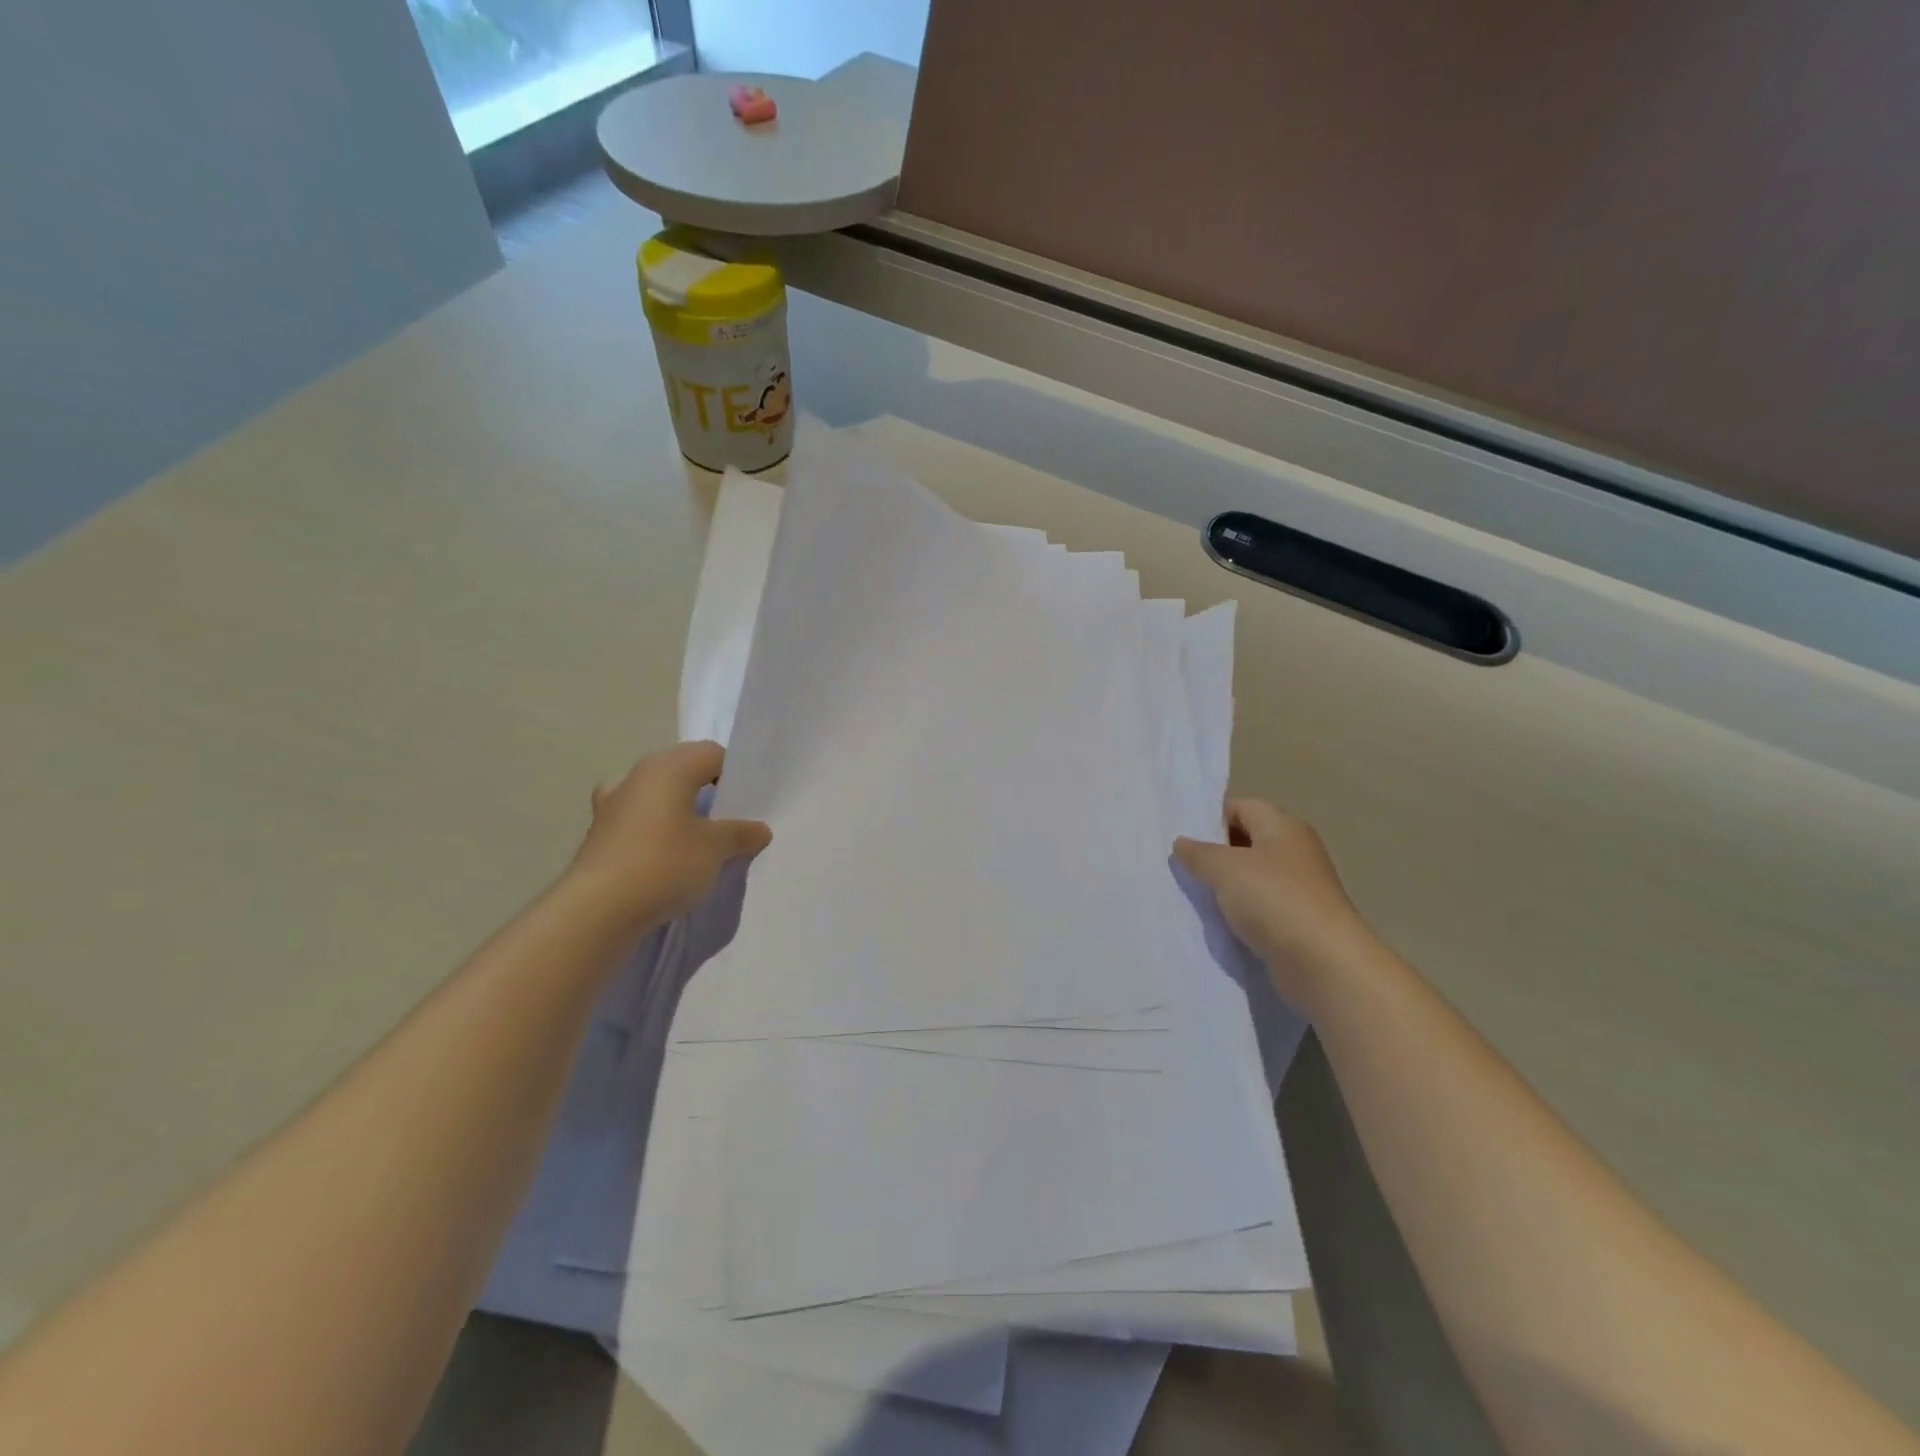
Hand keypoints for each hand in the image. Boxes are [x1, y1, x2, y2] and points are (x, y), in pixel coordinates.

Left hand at [569, 741, 771, 928]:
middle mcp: (637, 777)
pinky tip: (671, 858)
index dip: (735, 774)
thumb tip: (759, 829)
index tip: (750, 804)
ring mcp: (613, 805)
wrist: (598, 910)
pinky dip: (657, 833)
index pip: (712, 754)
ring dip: (680, 813)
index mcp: (668, 767)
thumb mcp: (716, 848)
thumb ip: (740, 833)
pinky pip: (640, 822)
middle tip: (732, 822)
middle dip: (708, 793)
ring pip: (659, 796)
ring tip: (702, 841)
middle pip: (683, 772)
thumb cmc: (665, 863)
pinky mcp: (601, 836)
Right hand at [1175, 800, 1370, 1009]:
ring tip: (1194, 896)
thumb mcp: (1224, 868)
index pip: (1241, 807)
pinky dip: (1240, 912)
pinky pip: (1260, 906)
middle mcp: (1294, 851)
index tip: (1183, 840)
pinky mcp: (1297, 920)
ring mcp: (1299, 887)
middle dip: (1214, 853)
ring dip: (1225, 886)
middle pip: (1246, 841)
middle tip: (1182, 868)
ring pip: (1251, 877)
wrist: (1323, 964)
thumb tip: (1182, 843)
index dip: (1211, 819)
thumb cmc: (1274, 900)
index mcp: (1283, 826)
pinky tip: (1219, 923)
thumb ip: (1198, 852)